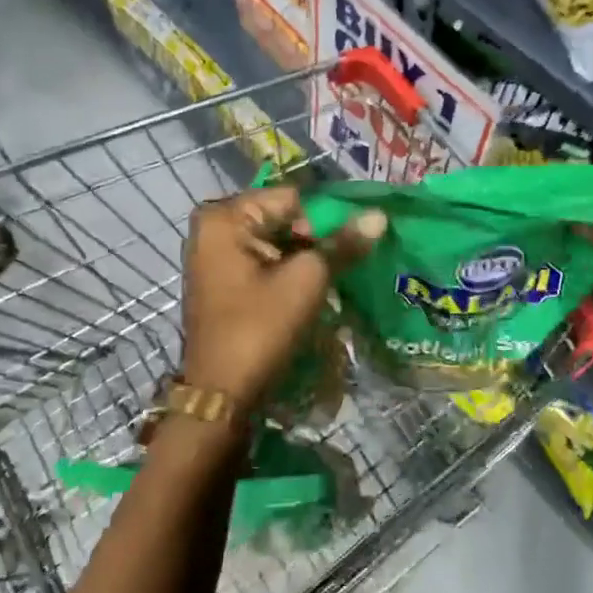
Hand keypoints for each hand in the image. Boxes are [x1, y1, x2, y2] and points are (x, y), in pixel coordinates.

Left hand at [179, 186, 384, 408]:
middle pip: (282, 219)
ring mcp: (215, 257)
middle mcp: (213, 229)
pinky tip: (312, 291)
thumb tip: (379, 215)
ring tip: (332, 279)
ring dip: (306, 259)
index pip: (291, 199)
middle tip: (344, 265)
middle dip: (316, 240)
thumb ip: (342, 244)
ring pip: (276, 243)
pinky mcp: (223, 282)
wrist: (222, 394)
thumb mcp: (306, 281)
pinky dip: (288, 273)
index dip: (325, 220)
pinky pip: (264, 263)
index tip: (349, 246)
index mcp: (224, 217)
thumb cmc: (260, 328)